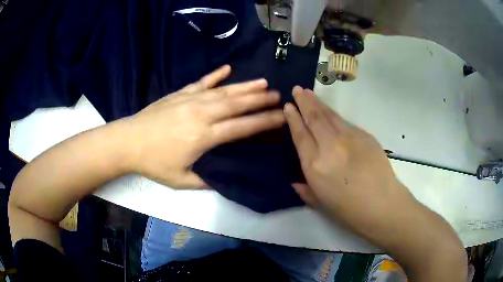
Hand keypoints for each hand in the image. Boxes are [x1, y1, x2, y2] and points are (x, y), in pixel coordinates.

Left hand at [126, 65, 284, 187]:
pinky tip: (227, 68)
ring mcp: (190, 100)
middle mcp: (202, 114)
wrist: (128, 141)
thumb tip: (224, 179)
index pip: (242, 127)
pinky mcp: (180, 93)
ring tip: (263, 82)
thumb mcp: (181, 180)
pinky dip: (215, 75)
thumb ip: (206, 181)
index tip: (281, 117)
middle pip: (237, 104)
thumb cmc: (153, 163)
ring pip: (224, 91)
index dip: (263, 122)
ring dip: (245, 86)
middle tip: (279, 96)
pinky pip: (202, 82)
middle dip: (260, 100)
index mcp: (204, 137)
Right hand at [284, 86, 411, 226]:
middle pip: (314, 118)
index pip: (300, 135)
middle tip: (297, 89)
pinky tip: (330, 113)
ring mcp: (349, 137)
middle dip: (304, 101)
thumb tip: (296, 181)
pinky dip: (334, 115)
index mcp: (315, 165)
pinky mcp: (364, 135)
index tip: (288, 107)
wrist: (383, 205)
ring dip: (318, 103)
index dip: (293, 119)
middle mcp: (330, 146)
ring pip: (329, 115)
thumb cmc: (349, 211)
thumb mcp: (321, 204)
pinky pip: (345, 122)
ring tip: (309, 93)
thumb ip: (305, 190)